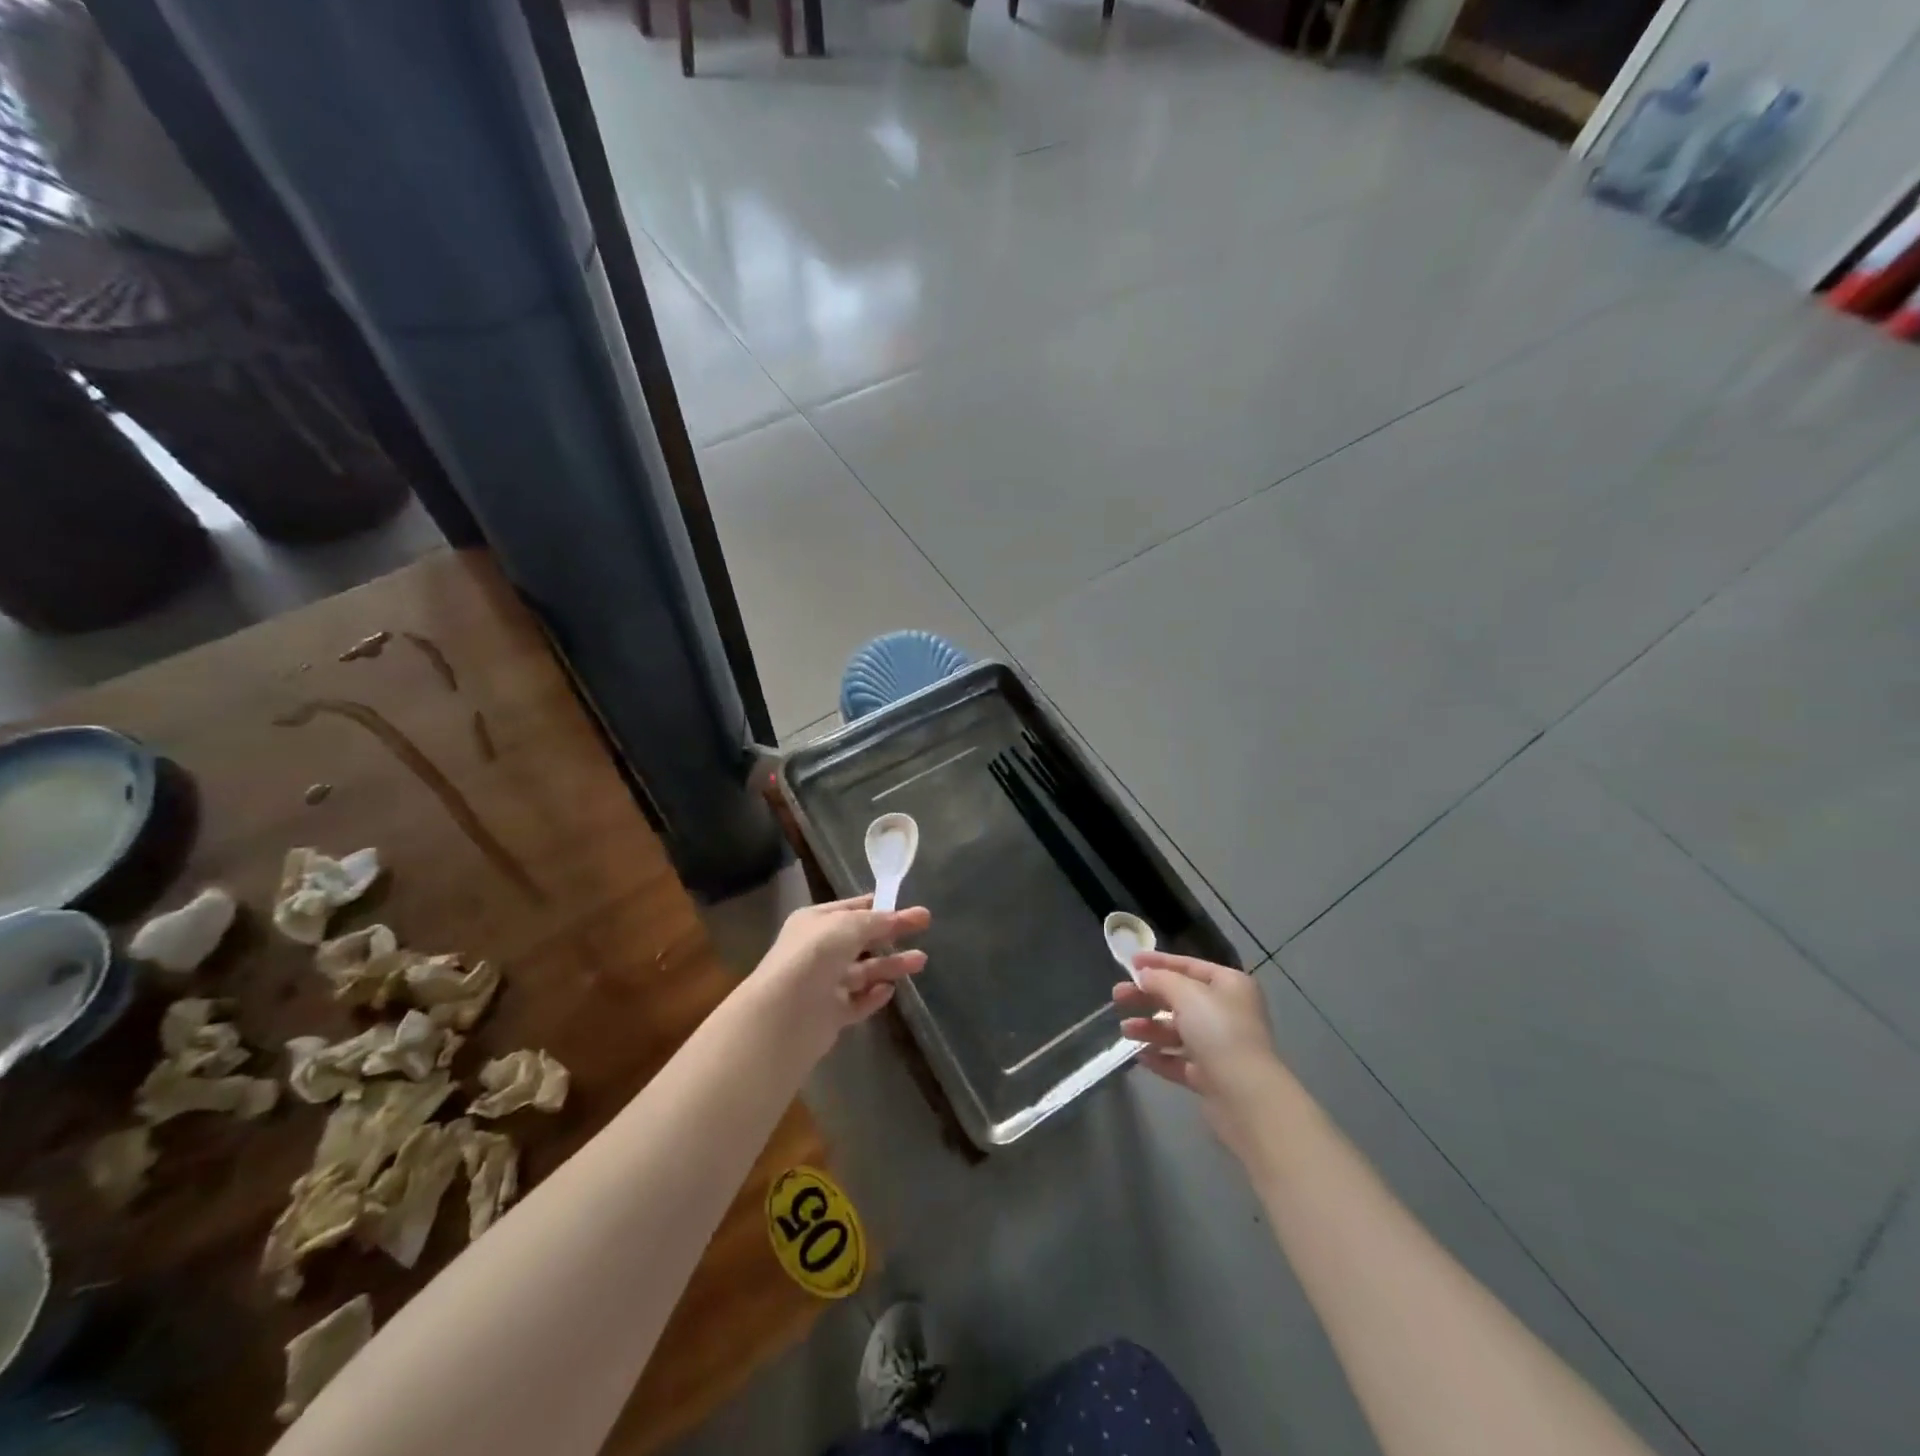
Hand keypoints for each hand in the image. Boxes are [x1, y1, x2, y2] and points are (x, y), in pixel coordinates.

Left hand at [751, 895, 930, 1057]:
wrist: (784, 1015)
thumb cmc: (815, 956)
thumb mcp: (849, 925)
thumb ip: (877, 921)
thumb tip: (900, 917)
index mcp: (815, 922)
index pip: (853, 909)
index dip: (881, 906)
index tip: (909, 907)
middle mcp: (817, 951)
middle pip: (861, 940)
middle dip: (892, 933)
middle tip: (924, 927)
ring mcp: (823, 984)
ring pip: (863, 971)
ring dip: (891, 965)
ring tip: (921, 960)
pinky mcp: (830, 1015)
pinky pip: (858, 1002)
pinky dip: (874, 996)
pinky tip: (891, 990)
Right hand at [1114, 952, 1281, 1158]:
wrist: (1246, 1096)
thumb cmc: (1219, 1031)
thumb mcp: (1187, 994)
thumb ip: (1161, 979)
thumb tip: (1145, 976)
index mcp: (1229, 985)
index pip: (1190, 966)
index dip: (1159, 962)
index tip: (1130, 962)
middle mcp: (1227, 1012)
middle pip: (1180, 999)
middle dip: (1147, 997)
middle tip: (1117, 996)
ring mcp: (1220, 1046)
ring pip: (1178, 1031)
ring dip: (1150, 1028)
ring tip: (1125, 1031)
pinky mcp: (1212, 1077)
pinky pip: (1180, 1061)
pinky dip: (1161, 1057)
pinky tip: (1140, 1056)